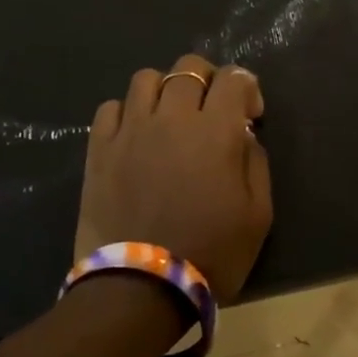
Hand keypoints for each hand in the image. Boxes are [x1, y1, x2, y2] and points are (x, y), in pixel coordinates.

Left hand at [74, 54, 272, 302]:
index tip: (250, 114)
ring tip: (169, 117)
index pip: (233, 78)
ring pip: (145, 78)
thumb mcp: (258, 215)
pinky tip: (136, 135)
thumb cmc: (211, 253)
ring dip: (165, 89)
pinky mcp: (99, 149)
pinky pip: (110, 107)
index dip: (247, 87)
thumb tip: (243, 135)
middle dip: (207, 79)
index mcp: (215, 131)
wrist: (140, 289)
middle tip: (211, 109)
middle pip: (188, 67)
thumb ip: (256, 163)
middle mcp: (172, 118)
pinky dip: (127, 112)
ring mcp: (130, 130)